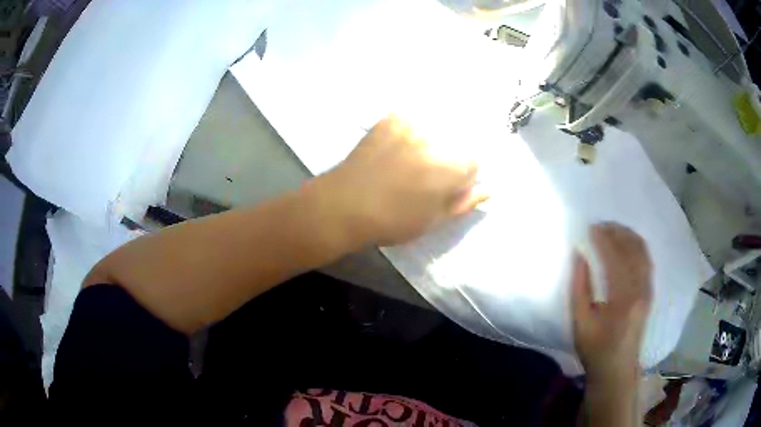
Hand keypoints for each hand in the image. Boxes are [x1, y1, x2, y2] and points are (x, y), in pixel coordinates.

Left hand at [323, 115, 486, 246]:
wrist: (344, 205)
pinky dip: (411, 129)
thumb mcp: (433, 221)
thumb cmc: (391, 220)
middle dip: (448, 158)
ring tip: (410, 162)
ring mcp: (411, 124)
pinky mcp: (391, 118)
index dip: (461, 178)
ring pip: (436, 128)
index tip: (446, 189)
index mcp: (451, 165)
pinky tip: (397, 148)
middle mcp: (436, 137)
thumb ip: (464, 202)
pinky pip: (412, 119)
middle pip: (457, 142)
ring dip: (431, 141)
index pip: (474, 163)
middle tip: (425, 176)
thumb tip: (488, 189)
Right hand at [571, 223, 652, 385]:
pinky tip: (628, 244)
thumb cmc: (596, 349)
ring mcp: (648, 290)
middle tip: (601, 225)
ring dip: (629, 236)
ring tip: (613, 229)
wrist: (617, 369)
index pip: (615, 258)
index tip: (591, 227)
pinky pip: (646, 260)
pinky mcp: (650, 292)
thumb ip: (579, 287)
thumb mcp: (580, 322)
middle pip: (632, 249)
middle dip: (617, 232)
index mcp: (623, 298)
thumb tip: (579, 256)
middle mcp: (641, 289)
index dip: (603, 239)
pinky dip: (637, 246)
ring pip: (643, 252)